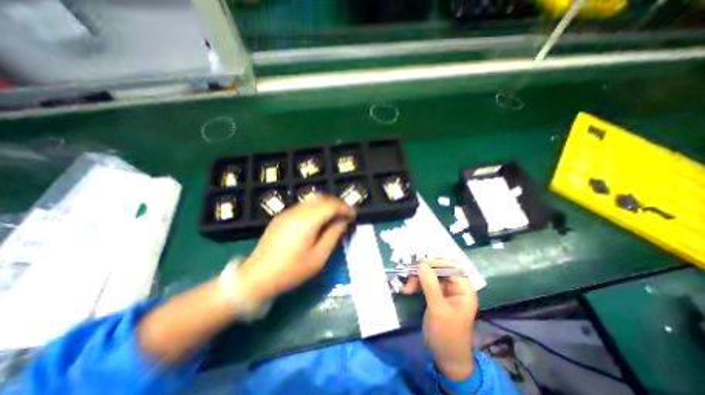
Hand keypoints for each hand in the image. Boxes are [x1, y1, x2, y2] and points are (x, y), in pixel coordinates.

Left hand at [236, 196, 357, 302]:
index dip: (345, 208)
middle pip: (322, 199)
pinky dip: (316, 208)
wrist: (256, 277)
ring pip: (312, 200)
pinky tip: (319, 219)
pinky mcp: (282, 217)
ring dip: (327, 205)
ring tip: (335, 216)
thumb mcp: (318, 258)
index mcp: (307, 221)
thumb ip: (333, 235)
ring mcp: (287, 213)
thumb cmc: (291, 271)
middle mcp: (297, 212)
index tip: (354, 215)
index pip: (331, 206)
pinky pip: (304, 206)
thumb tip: (343, 221)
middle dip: (337, 204)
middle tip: (347, 214)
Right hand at [403, 259, 478, 379]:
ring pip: (430, 275)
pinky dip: (416, 284)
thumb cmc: (446, 334)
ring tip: (406, 288)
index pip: (452, 267)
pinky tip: (408, 290)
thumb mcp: (438, 309)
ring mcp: (445, 291)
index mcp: (463, 289)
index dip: (436, 263)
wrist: (446, 358)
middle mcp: (455, 287)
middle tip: (409, 277)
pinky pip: (425, 283)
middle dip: (423, 272)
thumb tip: (421, 263)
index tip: (420, 265)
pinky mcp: (436, 295)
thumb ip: (430, 285)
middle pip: (439, 269)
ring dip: (417, 279)